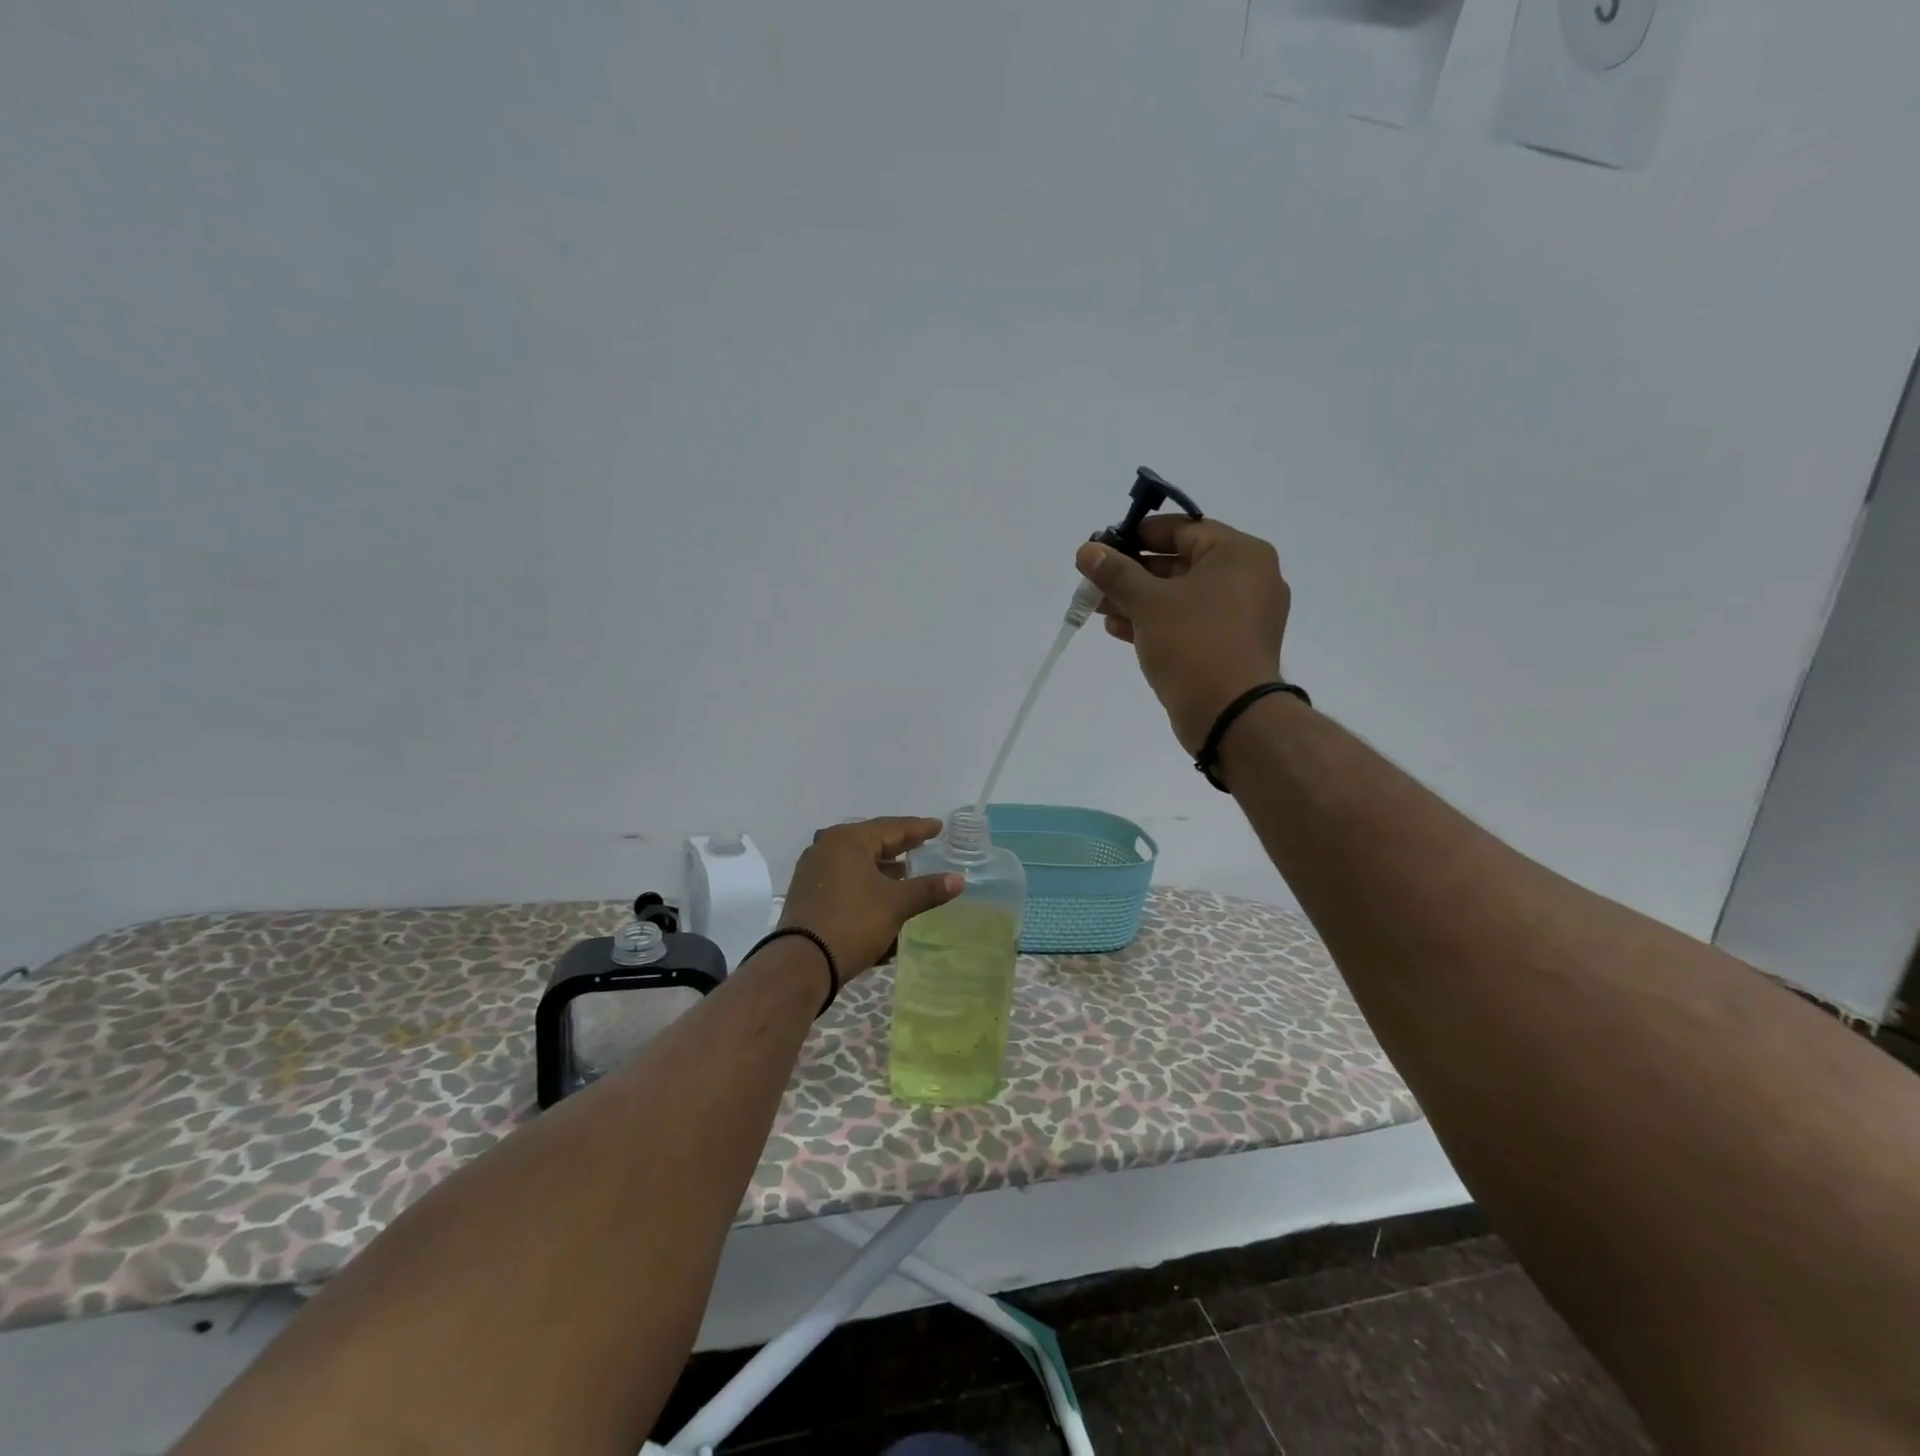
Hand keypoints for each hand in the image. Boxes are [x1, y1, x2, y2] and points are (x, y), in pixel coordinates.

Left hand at [777, 818, 962, 976]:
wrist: (802, 964)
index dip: (918, 829)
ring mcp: (813, 872)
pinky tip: (882, 898)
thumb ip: (928, 889)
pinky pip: (845, 882)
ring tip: (907, 874)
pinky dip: (866, 886)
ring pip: (857, 864)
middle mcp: (826, 848)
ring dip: (882, 869)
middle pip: (871, 842)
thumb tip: (959, 880)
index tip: (938, 827)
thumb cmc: (853, 922)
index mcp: (847, 840)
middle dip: (898, 847)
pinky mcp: (808, 895)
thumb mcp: (896, 905)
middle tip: (923, 844)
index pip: (891, 828)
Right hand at [1075, 516, 1290, 755]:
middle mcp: (1249, 578)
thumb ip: (1116, 573)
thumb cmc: (1193, 644)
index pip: (1185, 529)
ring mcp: (1242, 616)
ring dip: (1138, 599)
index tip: (1107, 543)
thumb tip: (1088, 550)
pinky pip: (1189, 622)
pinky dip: (1157, 622)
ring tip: (1097, 605)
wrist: (1230, 714)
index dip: (1141, 534)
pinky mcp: (1230, 646)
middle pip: (1181, 563)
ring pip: (1181, 596)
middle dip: (1133, 572)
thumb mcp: (1148, 602)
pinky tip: (1117, 628)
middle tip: (1095, 577)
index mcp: (1240, 554)